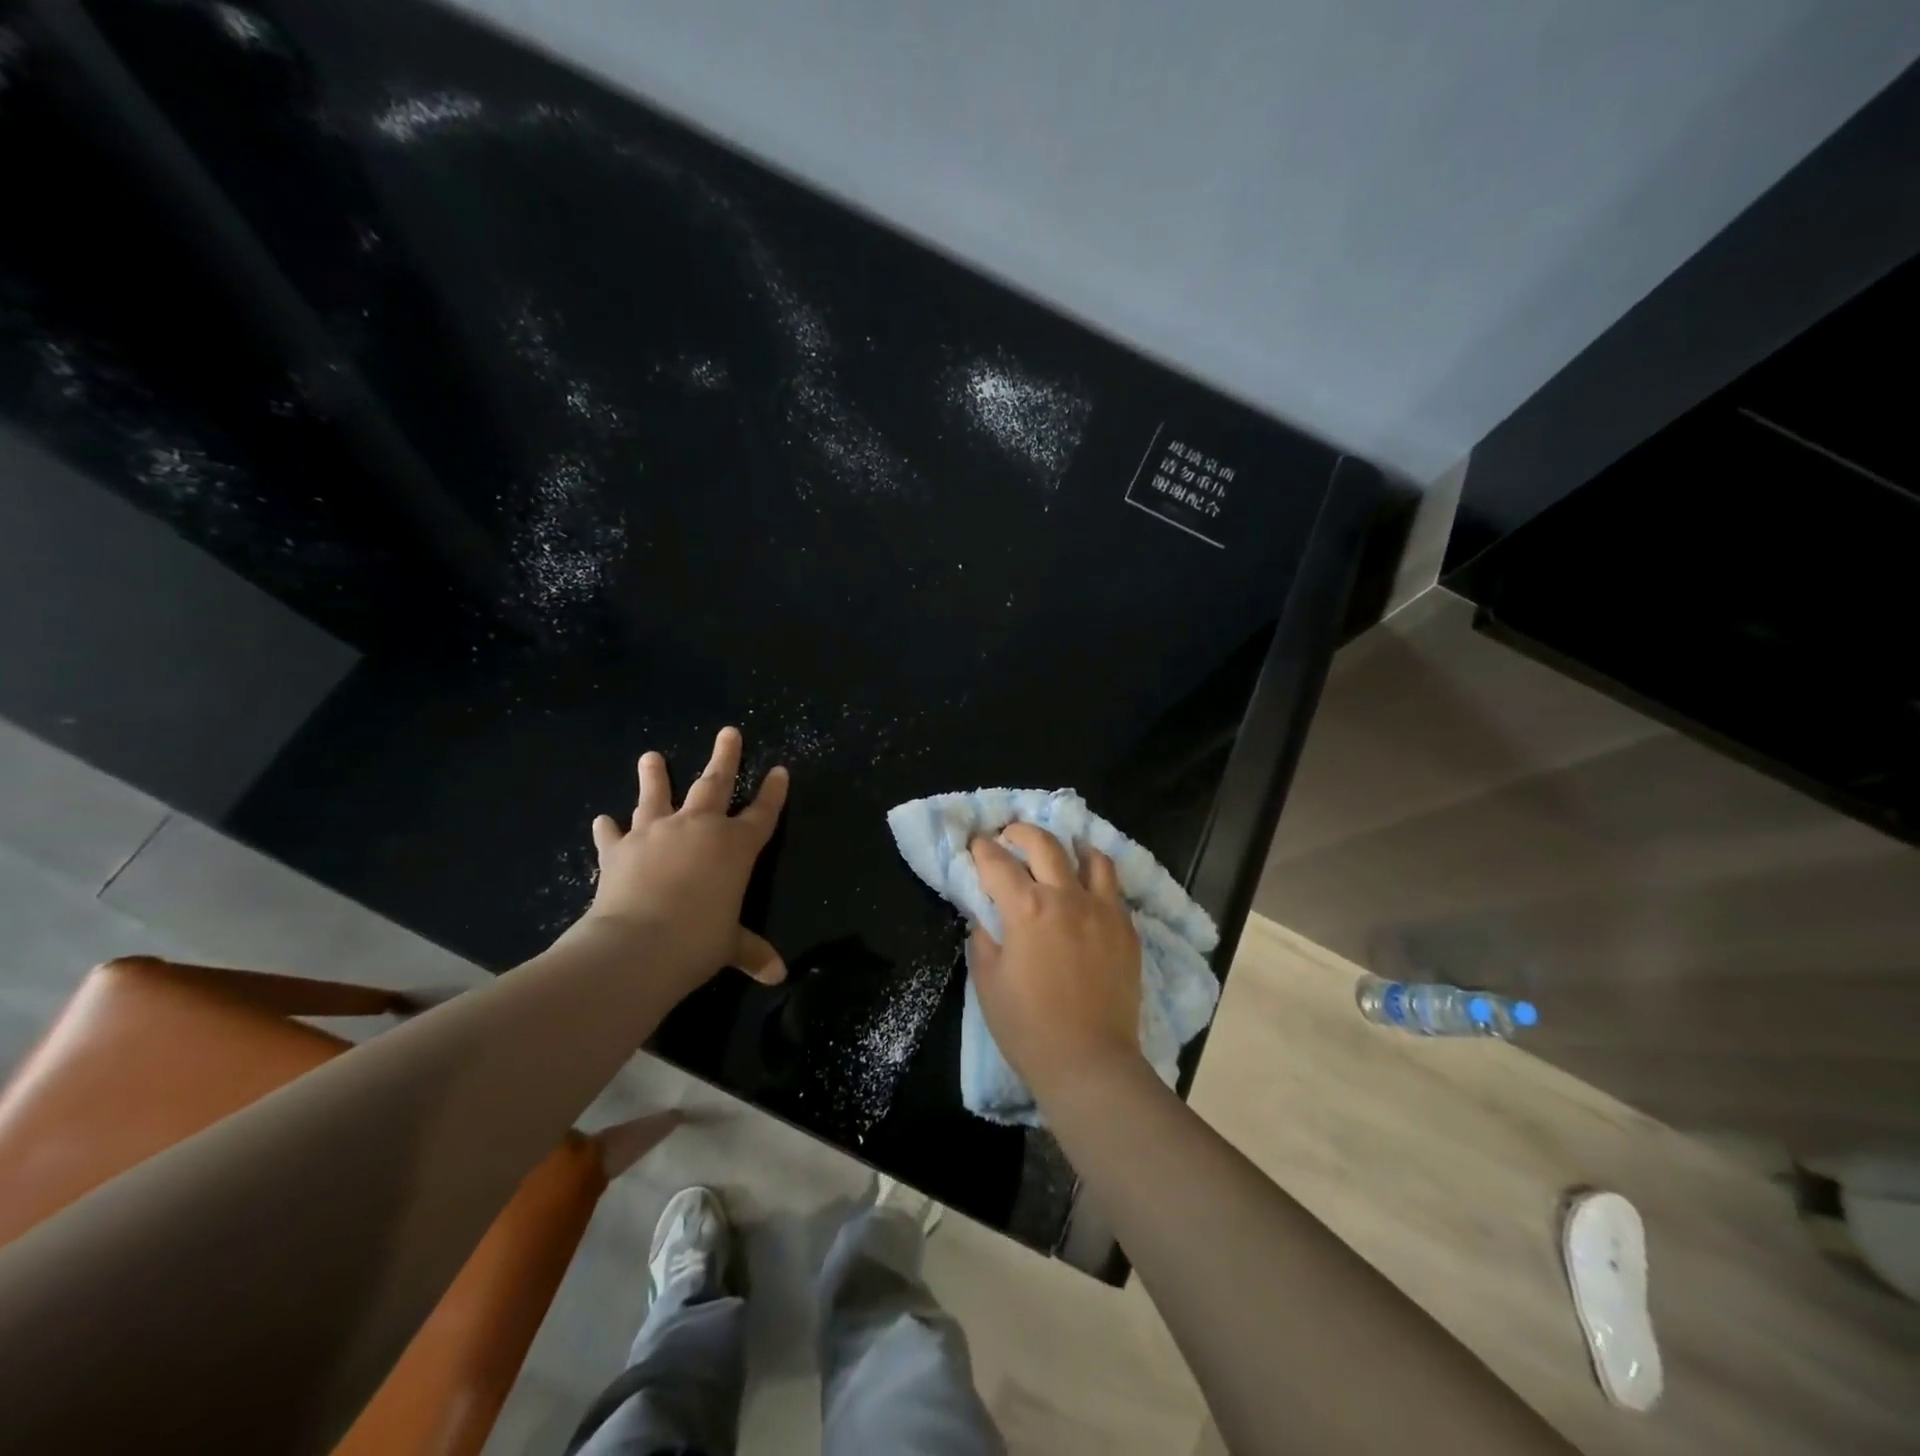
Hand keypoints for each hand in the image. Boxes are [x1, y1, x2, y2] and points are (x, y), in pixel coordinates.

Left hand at [581, 726, 788, 989]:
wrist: (637, 945)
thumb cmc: (699, 941)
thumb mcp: (731, 946)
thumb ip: (752, 952)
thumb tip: (778, 975)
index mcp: (735, 846)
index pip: (762, 812)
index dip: (773, 792)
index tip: (779, 770)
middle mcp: (699, 828)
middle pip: (715, 783)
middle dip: (725, 757)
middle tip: (729, 732)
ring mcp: (657, 833)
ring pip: (658, 795)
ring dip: (655, 775)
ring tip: (650, 756)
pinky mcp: (620, 849)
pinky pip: (613, 834)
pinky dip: (608, 828)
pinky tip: (603, 820)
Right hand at [968, 824, 1142, 1101]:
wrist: (1089, 1062)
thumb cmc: (1028, 1027)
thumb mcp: (988, 982)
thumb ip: (983, 938)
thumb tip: (985, 915)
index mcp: (1027, 909)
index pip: (997, 863)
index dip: (982, 848)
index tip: (976, 843)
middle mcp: (1066, 897)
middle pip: (1044, 844)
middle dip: (1021, 832)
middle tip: (1010, 835)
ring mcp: (1102, 910)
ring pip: (1090, 857)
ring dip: (1069, 846)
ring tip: (1060, 850)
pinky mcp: (1126, 928)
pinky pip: (1113, 887)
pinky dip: (1096, 876)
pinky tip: (1088, 887)